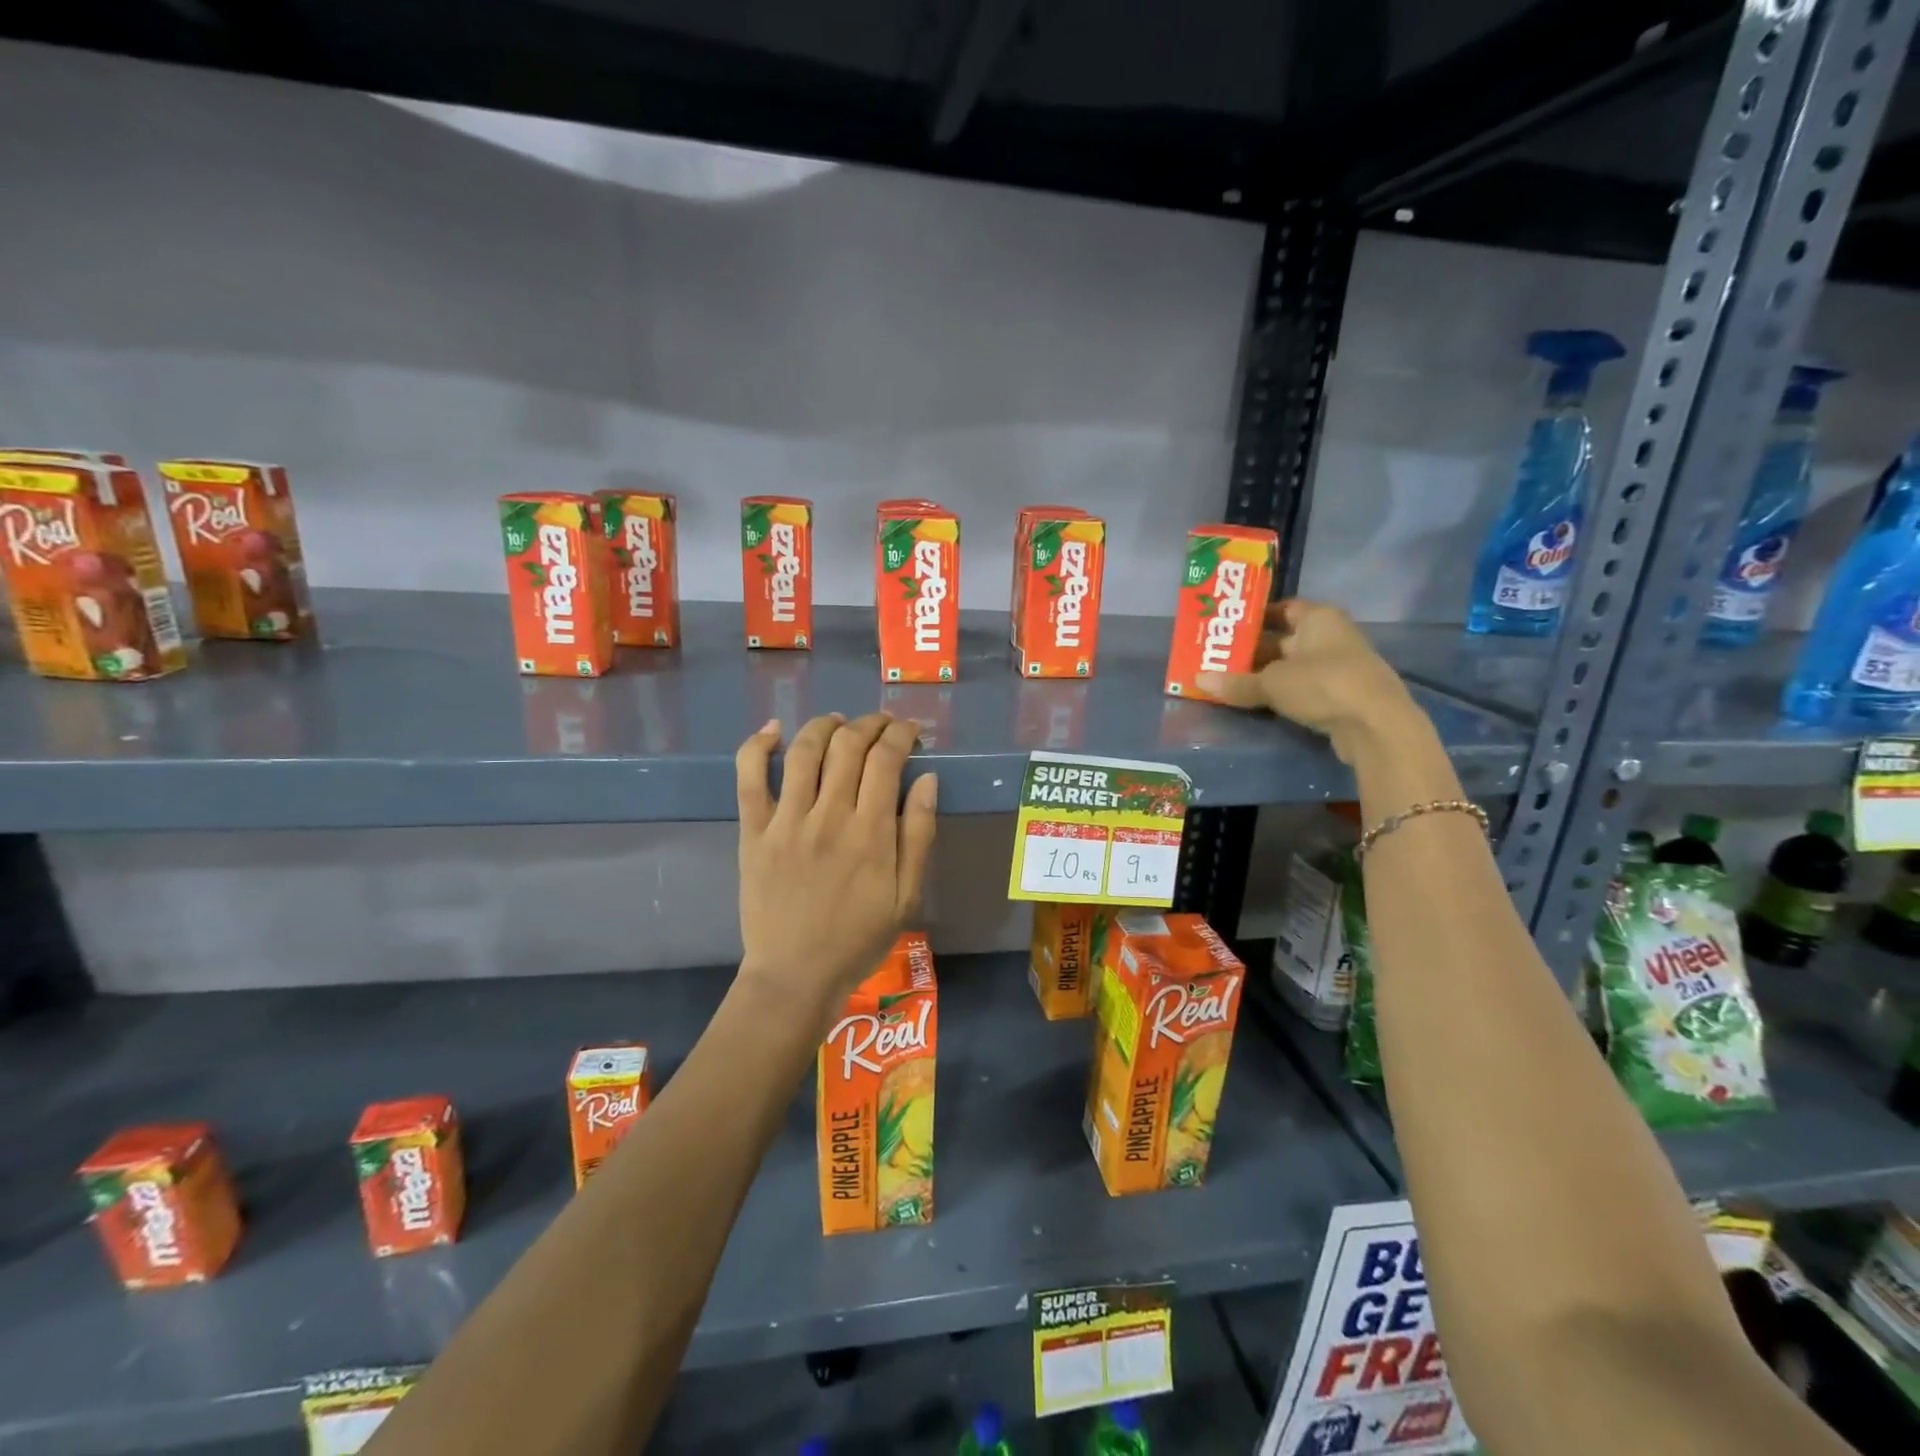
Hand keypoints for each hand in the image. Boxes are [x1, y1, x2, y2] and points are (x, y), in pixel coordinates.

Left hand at [735, 712, 938, 1023]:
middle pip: (848, 745)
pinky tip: (774, 730)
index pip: (886, 759)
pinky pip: (749, 777)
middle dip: (870, 723)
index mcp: (870, 832)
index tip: (910, 730)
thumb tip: (927, 778)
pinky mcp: (753, 831)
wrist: (795, 975)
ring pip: (804, 750)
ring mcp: (786, 821)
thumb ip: (919, 834)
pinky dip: (758, 745)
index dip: (901, 734)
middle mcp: (828, 816)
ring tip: (839, 722)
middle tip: (882, 725)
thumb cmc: (858, 939)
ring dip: (825, 725)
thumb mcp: (907, 895)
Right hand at [1196, 600, 1422, 761]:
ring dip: (1264, 674)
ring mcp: (1338, 665)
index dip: (1254, 617)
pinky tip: (1256, 701)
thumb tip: (1199, 680)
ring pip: (1291, 665)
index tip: (1226, 628)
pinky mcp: (1340, 694)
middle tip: (1217, 658)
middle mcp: (1330, 635)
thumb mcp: (1272, 683)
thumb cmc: (1323, 685)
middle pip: (1283, 638)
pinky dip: (1280, 691)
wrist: (1376, 725)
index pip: (1281, 608)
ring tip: (1228, 681)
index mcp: (1318, 618)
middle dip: (1252, 649)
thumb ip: (1236, 683)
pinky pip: (1302, 686)